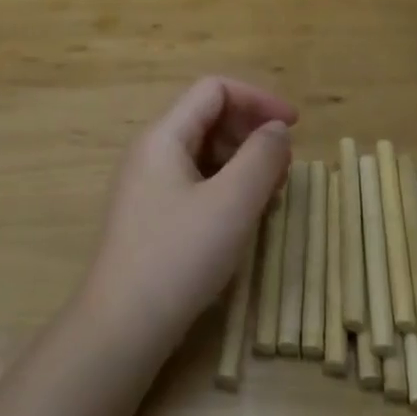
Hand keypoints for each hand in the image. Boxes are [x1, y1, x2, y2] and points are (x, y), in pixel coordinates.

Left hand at [78, 78, 295, 359]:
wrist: (121, 326)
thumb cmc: (178, 257)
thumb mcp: (231, 204)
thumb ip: (261, 157)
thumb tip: (276, 129)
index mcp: (164, 136)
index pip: (214, 90)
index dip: (257, 99)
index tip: (294, 126)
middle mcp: (151, 151)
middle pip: (208, 117)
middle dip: (251, 132)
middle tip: (285, 168)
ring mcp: (148, 184)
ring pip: (203, 152)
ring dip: (242, 161)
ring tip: (271, 193)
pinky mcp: (152, 214)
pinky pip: (195, 181)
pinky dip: (226, 186)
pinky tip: (245, 214)